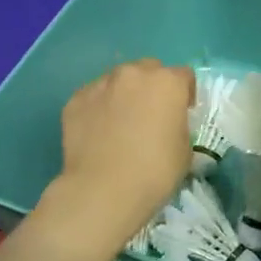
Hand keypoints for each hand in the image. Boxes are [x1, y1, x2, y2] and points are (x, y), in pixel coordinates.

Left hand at [51, 59, 194, 249]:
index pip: (184, 76)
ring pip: (118, 81)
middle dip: (153, 88)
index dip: (185, 95)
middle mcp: (133, 74)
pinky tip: (98, 134)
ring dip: (124, 95)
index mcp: (167, 83)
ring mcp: (101, 84)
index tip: (182, 114)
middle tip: (150, 117)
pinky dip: (99, 109)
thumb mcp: (185, 150)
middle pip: (149, 70)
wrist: (103, 190)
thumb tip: (168, 124)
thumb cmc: (155, 172)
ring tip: (120, 125)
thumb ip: (179, 125)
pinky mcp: (75, 100)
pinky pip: (94, 98)